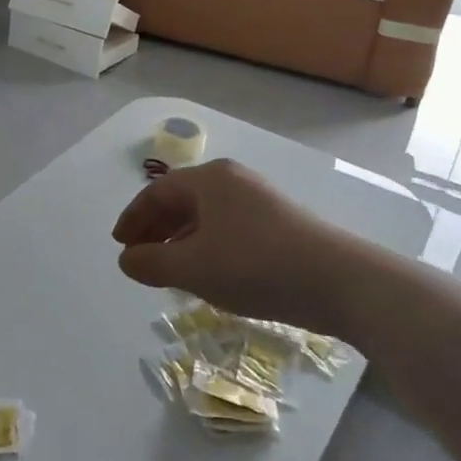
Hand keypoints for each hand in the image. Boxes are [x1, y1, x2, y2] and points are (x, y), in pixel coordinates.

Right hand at [111, 159, 354, 331]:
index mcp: (210, 179)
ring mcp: (260, 200)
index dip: (133, 218)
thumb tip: (126, 259)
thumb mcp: (194, 268)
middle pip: (181, 200)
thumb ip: (152, 263)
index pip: (157, 192)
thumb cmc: (256, 266)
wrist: (341, 281)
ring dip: (180, 240)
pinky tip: (208, 274)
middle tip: (138, 258)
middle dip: (155, 229)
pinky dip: (207, 246)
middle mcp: (234, 181)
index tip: (119, 245)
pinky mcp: (280, 223)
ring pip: (206, 216)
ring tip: (169, 270)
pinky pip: (228, 228)